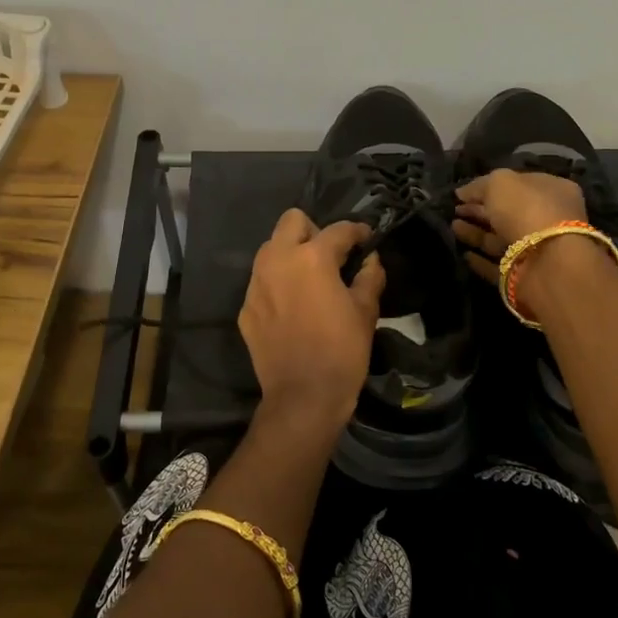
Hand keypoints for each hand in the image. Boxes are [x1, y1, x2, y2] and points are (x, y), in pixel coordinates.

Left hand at [238, 209, 386, 443]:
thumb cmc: (342, 351)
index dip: (357, 231)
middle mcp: (278, 260)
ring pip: (271, 248)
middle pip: (292, 221)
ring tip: (309, 278)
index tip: (367, 239)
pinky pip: (262, 280)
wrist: (302, 397)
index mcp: (312, 257)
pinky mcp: (246, 306)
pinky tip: (293, 306)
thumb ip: (369, 277)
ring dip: (291, 253)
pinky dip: (278, 283)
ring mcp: (256, 283)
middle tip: (330, 255)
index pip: (338, 229)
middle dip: (313, 231)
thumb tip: (371, 260)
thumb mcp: (365, 312)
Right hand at [452, 169, 594, 315]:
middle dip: (480, 210)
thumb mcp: (500, 183)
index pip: (517, 184)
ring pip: (501, 238)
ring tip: (452, 226)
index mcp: (552, 191)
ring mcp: (537, 249)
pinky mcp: (524, 276)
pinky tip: (464, 254)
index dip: (489, 186)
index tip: (463, 192)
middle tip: (454, 209)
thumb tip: (462, 192)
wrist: (548, 264)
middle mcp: (548, 219)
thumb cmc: (528, 211)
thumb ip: (479, 185)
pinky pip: (498, 265)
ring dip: (476, 233)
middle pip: (508, 212)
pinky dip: (481, 260)